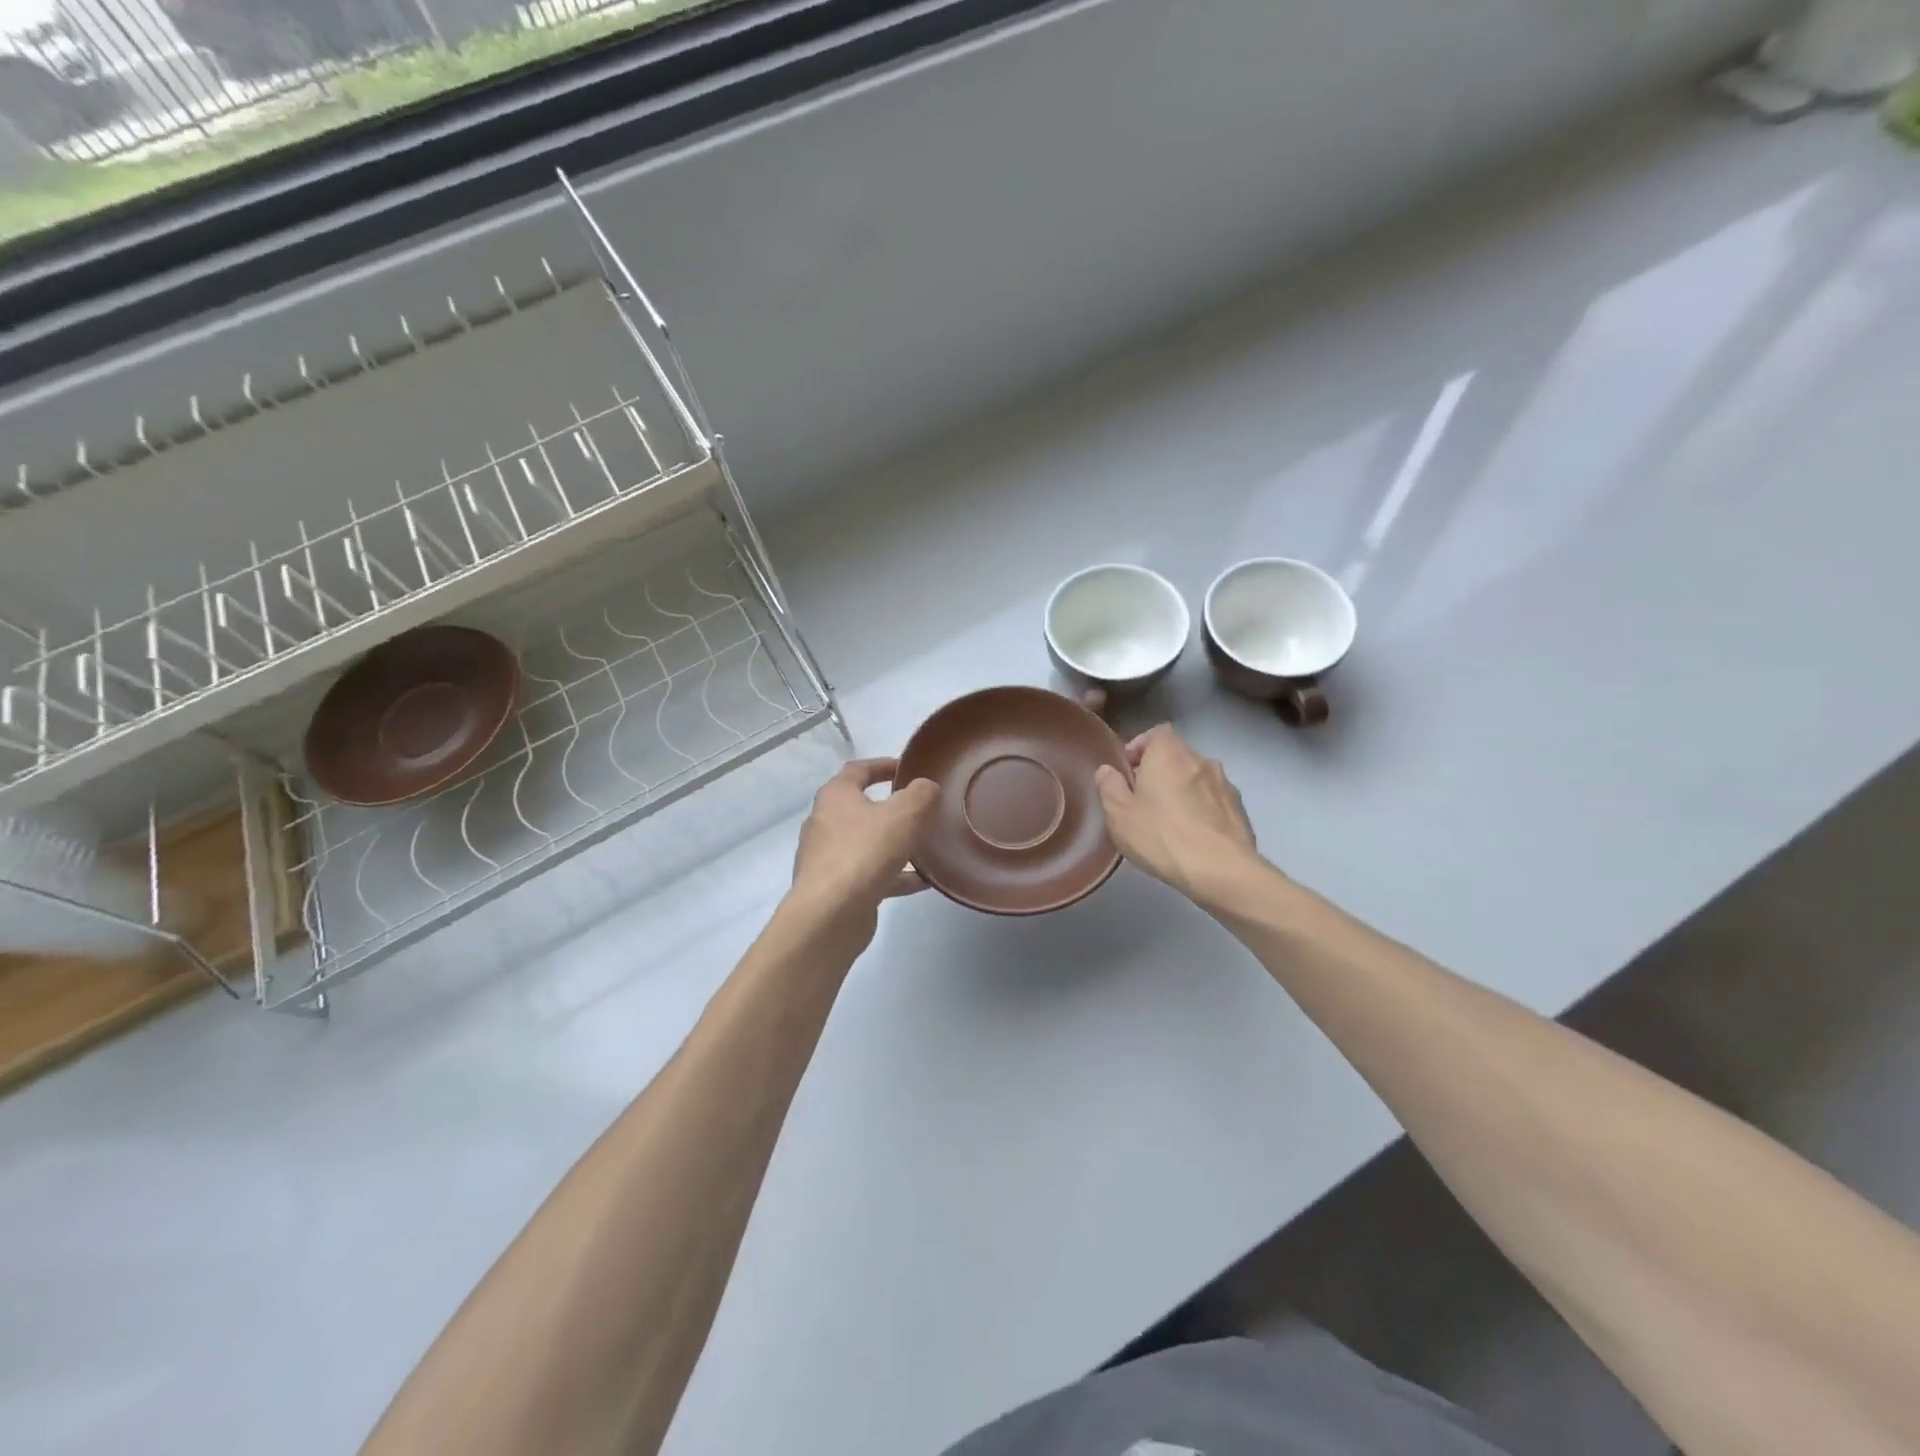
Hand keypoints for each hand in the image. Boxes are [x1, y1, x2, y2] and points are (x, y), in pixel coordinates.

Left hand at [789, 759, 937, 937]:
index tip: (908, 768)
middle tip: (922, 809)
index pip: (858, 769)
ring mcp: (828, 858)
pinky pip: (871, 874)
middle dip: (892, 807)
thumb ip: (921, 794)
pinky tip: (923, 881)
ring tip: (927, 846)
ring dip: (895, 843)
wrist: (830, 915)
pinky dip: (895, 875)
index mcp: (835, 796)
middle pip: (862, 807)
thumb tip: (926, 787)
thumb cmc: (865, 852)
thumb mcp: (904, 814)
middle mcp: (825, 823)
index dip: (883, 765)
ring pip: (868, 843)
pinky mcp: (836, 888)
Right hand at [1095, 726, 1262, 904]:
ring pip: (1197, 778)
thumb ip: (1109, 786)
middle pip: (1177, 755)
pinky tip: (1193, 835)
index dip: (1140, 746)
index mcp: (1169, 754)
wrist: (1220, 870)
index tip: (1128, 770)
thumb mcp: (1119, 814)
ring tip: (1169, 820)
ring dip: (1183, 790)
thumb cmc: (1161, 836)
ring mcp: (1225, 784)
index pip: (1156, 733)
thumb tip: (1107, 770)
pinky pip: (1213, 800)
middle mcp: (1201, 760)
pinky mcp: (1240, 809)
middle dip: (1159, 771)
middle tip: (1142, 798)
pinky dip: (1202, 809)